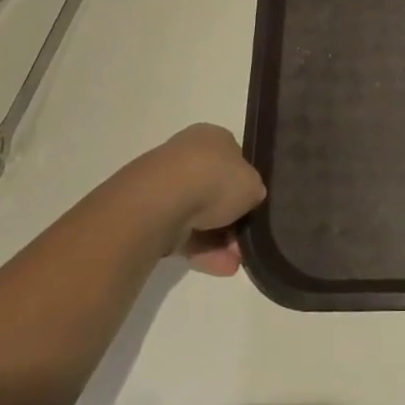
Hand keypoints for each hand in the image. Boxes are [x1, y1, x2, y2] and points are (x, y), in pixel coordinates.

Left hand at [124, 123, 265, 276]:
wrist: (162, 200)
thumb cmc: (215, 179)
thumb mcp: (253, 184)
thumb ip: (254, 190)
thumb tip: (250, 198)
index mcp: (212, 137)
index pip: (234, 159)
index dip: (246, 184)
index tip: (255, 207)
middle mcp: (187, 155)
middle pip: (215, 190)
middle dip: (232, 219)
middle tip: (246, 240)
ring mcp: (165, 185)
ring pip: (199, 215)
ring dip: (220, 240)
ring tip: (236, 262)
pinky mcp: (150, 214)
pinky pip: (182, 233)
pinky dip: (202, 250)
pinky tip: (221, 267)